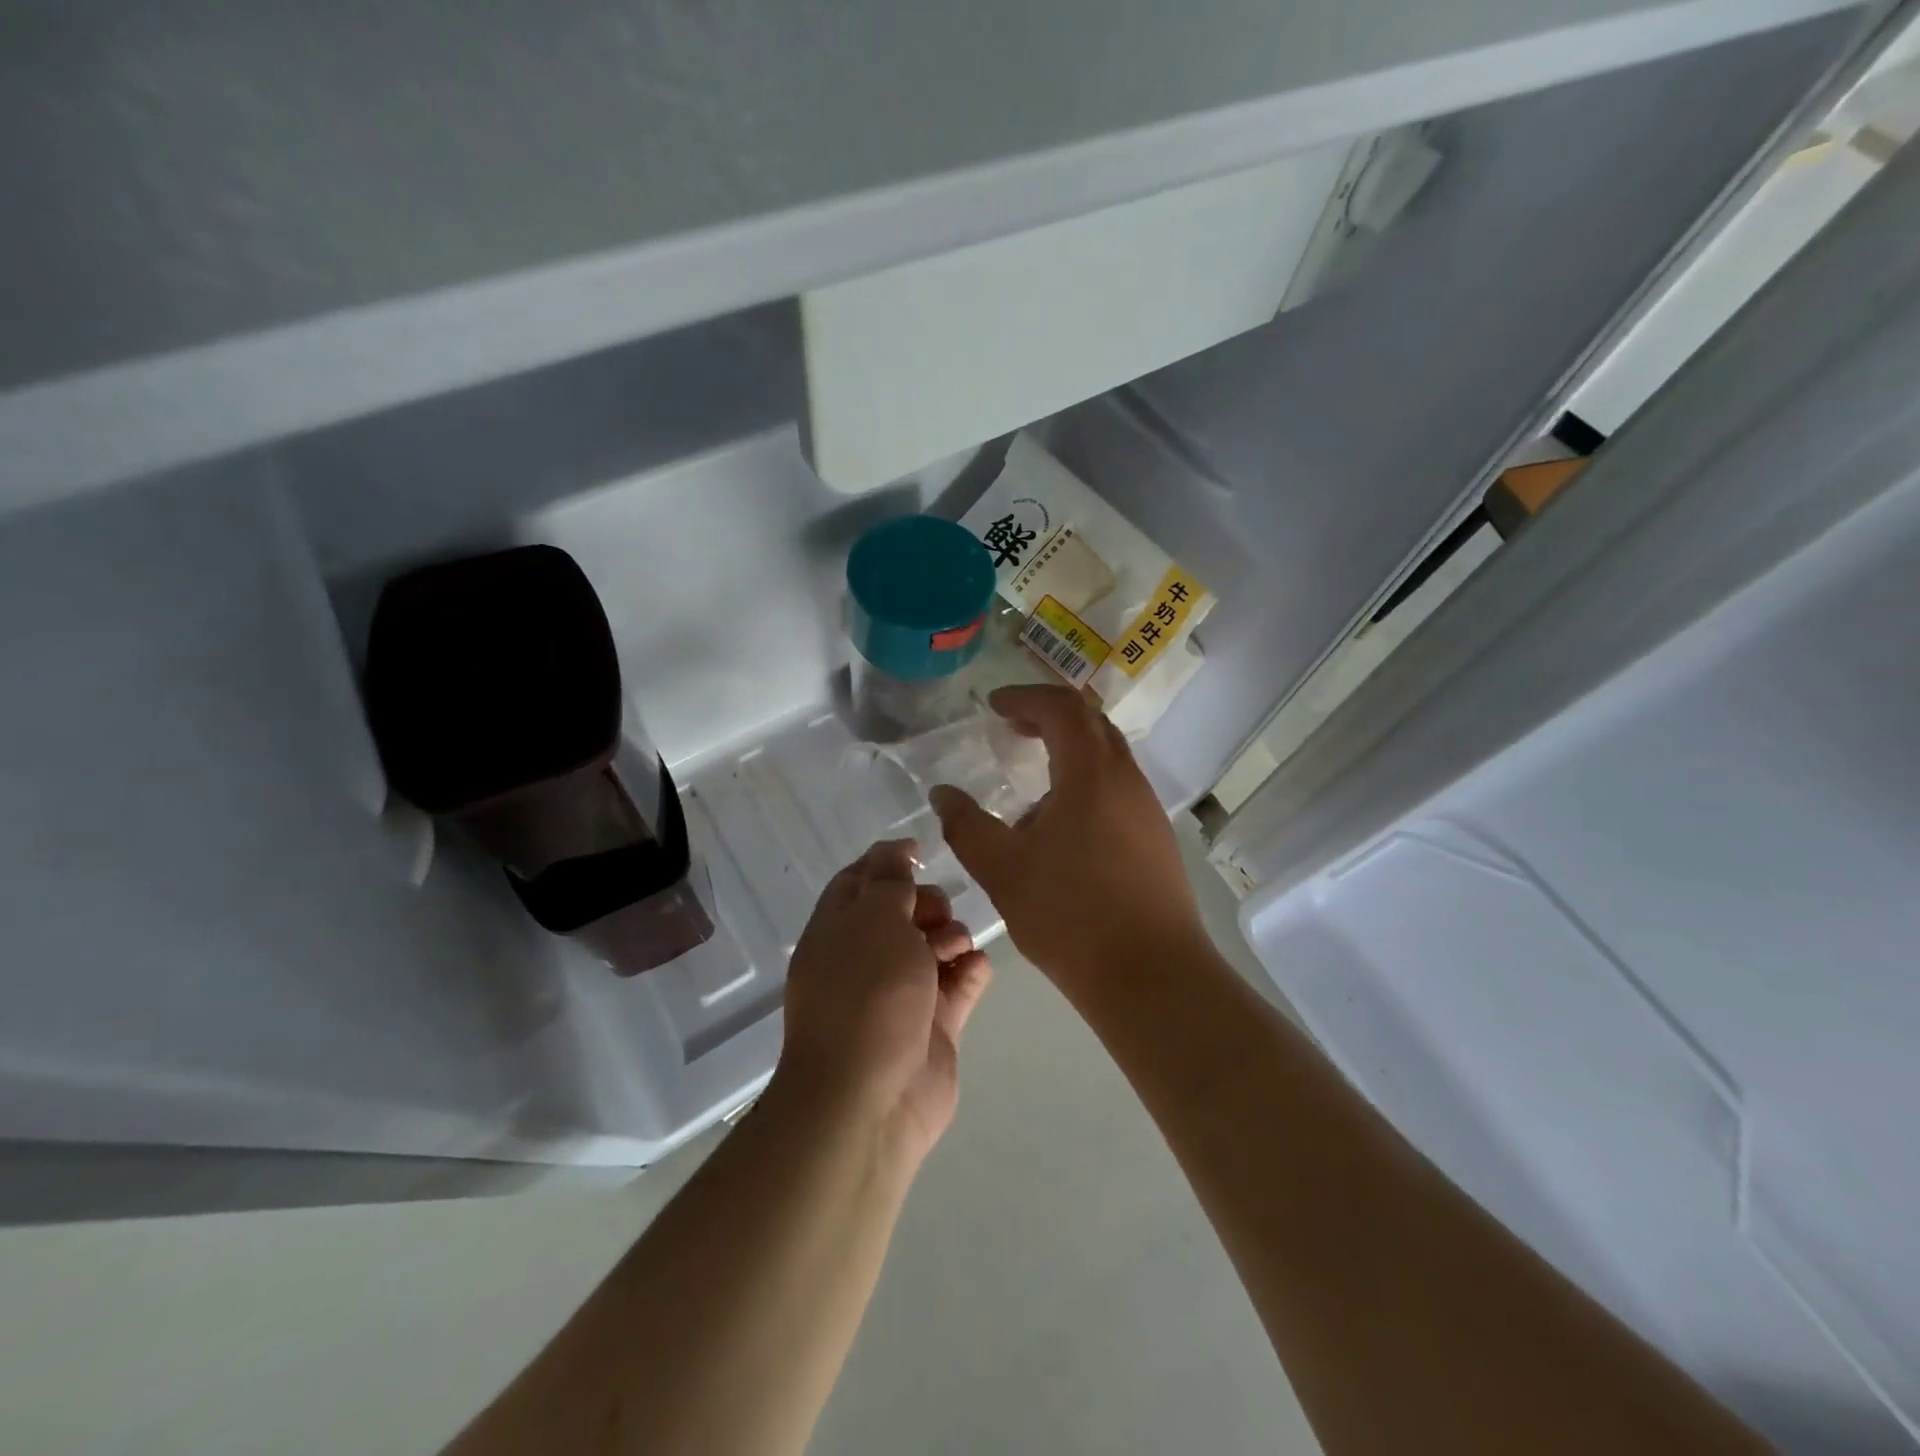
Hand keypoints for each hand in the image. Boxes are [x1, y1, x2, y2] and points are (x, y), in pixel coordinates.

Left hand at [773, 840, 992, 1162]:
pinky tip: (976, 968)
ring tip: (954, 948)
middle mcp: (865, 960)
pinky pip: (958, 985)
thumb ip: (889, 881)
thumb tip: (895, 853)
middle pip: (902, 913)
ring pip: (933, 947)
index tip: (921, 851)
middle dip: (927, 903)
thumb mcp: (874, 920)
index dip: (887, 862)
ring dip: (951, 937)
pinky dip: (970, 972)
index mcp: (836, 932)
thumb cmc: (866, 995)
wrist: (870, 1099)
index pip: (858, 882)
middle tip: (938, 914)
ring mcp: (900, 996)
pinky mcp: (933, 1027)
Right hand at [929, 685, 1206, 993]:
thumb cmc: (1070, 915)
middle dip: (1049, 715)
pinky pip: (1118, 788)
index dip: (1025, 697)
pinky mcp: (1157, 839)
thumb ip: (967, 825)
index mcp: (1091, 772)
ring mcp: (1147, 809)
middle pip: (1092, 723)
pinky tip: (1062, 825)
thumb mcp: (1003, 869)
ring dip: (1070, 751)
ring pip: (1109, 756)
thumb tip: (943, 794)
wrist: (1151, 976)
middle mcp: (1126, 779)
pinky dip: (1087, 781)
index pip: (1061, 707)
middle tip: (1012, 727)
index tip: (993, 706)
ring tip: (1032, 780)